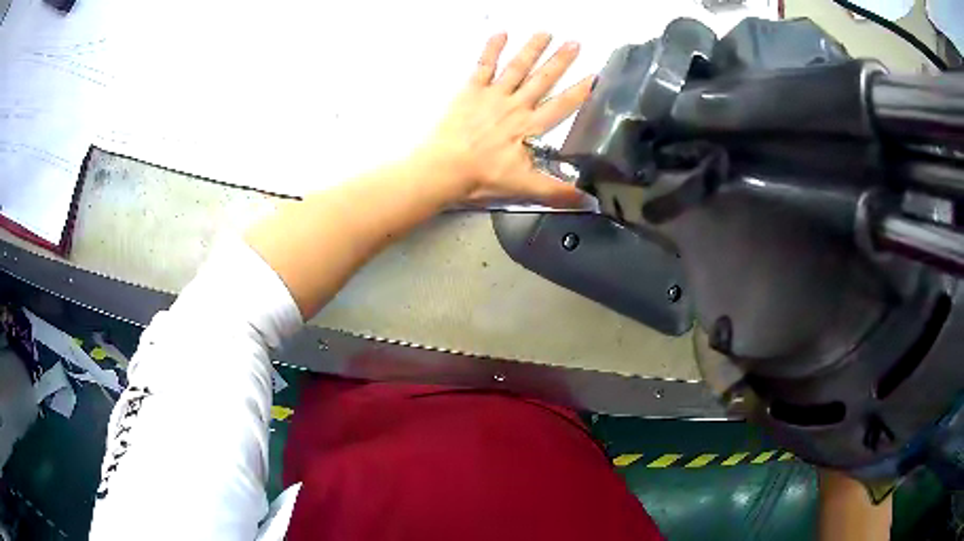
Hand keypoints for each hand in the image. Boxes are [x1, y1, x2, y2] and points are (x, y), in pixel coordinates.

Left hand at [418, 33, 594, 207]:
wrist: (443, 168)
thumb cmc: (483, 177)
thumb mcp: (524, 187)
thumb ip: (557, 191)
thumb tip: (588, 200)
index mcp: (529, 127)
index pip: (561, 106)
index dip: (579, 91)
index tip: (595, 76)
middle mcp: (515, 105)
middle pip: (542, 79)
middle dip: (560, 61)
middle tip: (575, 43)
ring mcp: (492, 95)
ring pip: (517, 67)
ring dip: (532, 49)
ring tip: (546, 33)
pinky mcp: (471, 91)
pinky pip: (483, 66)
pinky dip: (491, 49)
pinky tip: (500, 33)